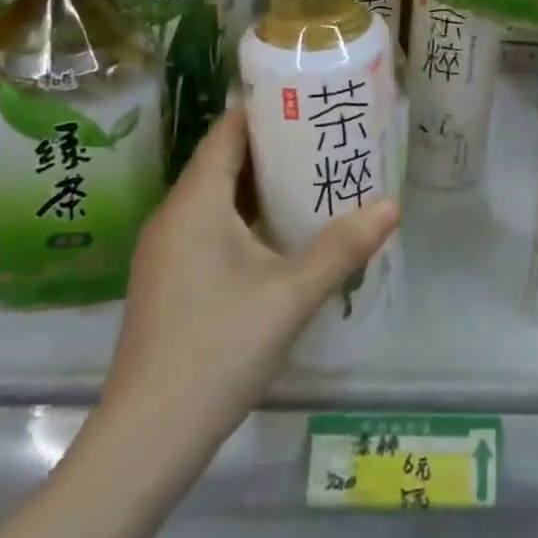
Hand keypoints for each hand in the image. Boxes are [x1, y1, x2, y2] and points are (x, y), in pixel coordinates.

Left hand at [96, 108, 398, 447]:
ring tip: (315, 174)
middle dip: (275, 145)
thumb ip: (343, 246)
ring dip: (262, 184)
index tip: (310, 98)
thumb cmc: (217, 348)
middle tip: (326, 135)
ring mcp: (168, 251)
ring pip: (219, 197)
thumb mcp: (290, 294)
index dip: (267, 109)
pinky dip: (247, 216)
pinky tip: (283, 232)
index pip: (228, 131)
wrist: (146, 440)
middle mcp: (175, 216)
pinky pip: (212, 227)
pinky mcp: (171, 281)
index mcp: (195, 202)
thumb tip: (392, 205)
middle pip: (225, 160)